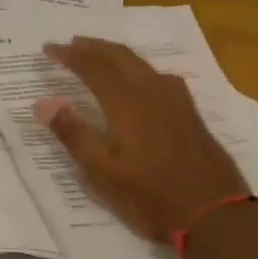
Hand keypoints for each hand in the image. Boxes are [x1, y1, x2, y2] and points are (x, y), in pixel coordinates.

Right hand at [35, 36, 248, 242]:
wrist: (214, 214)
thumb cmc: (150, 196)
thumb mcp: (102, 172)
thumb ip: (73, 133)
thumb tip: (43, 102)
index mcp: (126, 102)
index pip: (92, 66)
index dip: (69, 55)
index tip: (48, 48)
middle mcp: (152, 91)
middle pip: (119, 55)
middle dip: (92, 46)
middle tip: (70, 44)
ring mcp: (176, 100)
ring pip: (141, 63)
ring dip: (115, 54)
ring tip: (98, 55)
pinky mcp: (190, 112)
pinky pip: (158, 75)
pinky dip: (138, 68)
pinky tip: (140, 80)